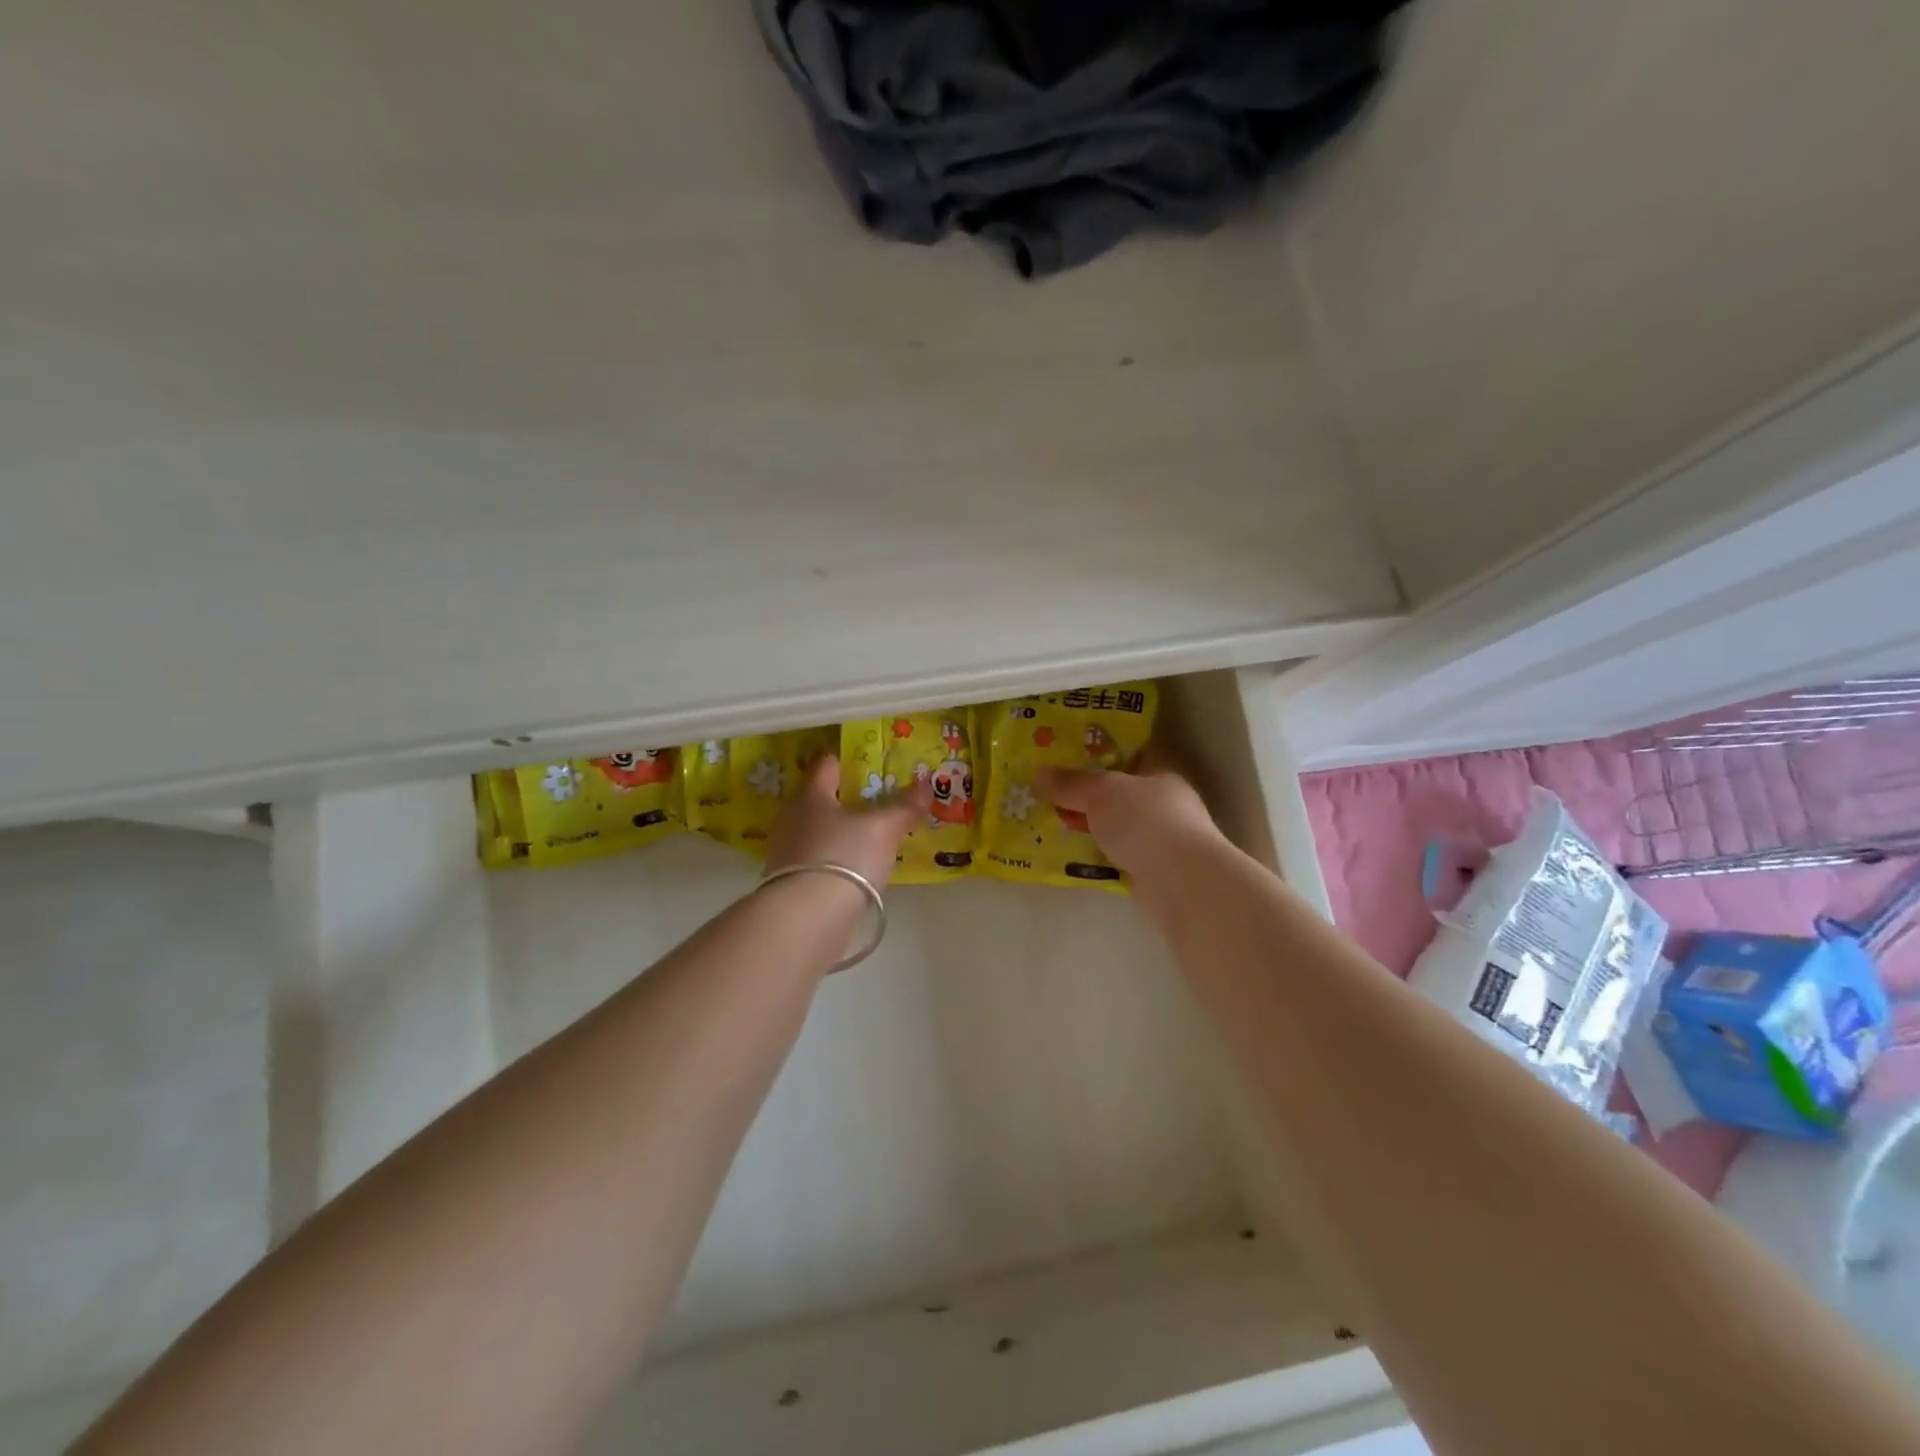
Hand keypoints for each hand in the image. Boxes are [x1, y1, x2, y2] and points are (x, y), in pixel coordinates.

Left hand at [766, 753, 931, 890]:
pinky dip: (836, 859)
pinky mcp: (790, 882)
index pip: (827, 763)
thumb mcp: (883, 829)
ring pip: (819, 830)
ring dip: (841, 832)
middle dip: (848, 799)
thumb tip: (925, 784)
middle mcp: (791, 817)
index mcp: (811, 794)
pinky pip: (818, 859)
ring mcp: (787, 851)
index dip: (850, 760)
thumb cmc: (844, 856)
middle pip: (822, 798)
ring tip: (872, 838)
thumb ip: (904, 806)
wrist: (807, 919)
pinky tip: (857, 869)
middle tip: (880, 802)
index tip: (873, 764)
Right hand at [1035, 749, 1223, 879]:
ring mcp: (1159, 840)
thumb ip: (1070, 782)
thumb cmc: (1146, 822)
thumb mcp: (1101, 791)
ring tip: (1047, 823)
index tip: (1064, 755)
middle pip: (1118, 793)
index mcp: (1161, 773)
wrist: (1180, 883)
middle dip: (1085, 794)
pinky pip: (1113, 856)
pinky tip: (1066, 854)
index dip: (1098, 753)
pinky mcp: (1150, 871)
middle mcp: (1164, 804)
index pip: (1130, 755)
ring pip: (1114, 826)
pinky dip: (1093, 855)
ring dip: (1087, 826)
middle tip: (1046, 791)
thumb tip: (1038, 772)